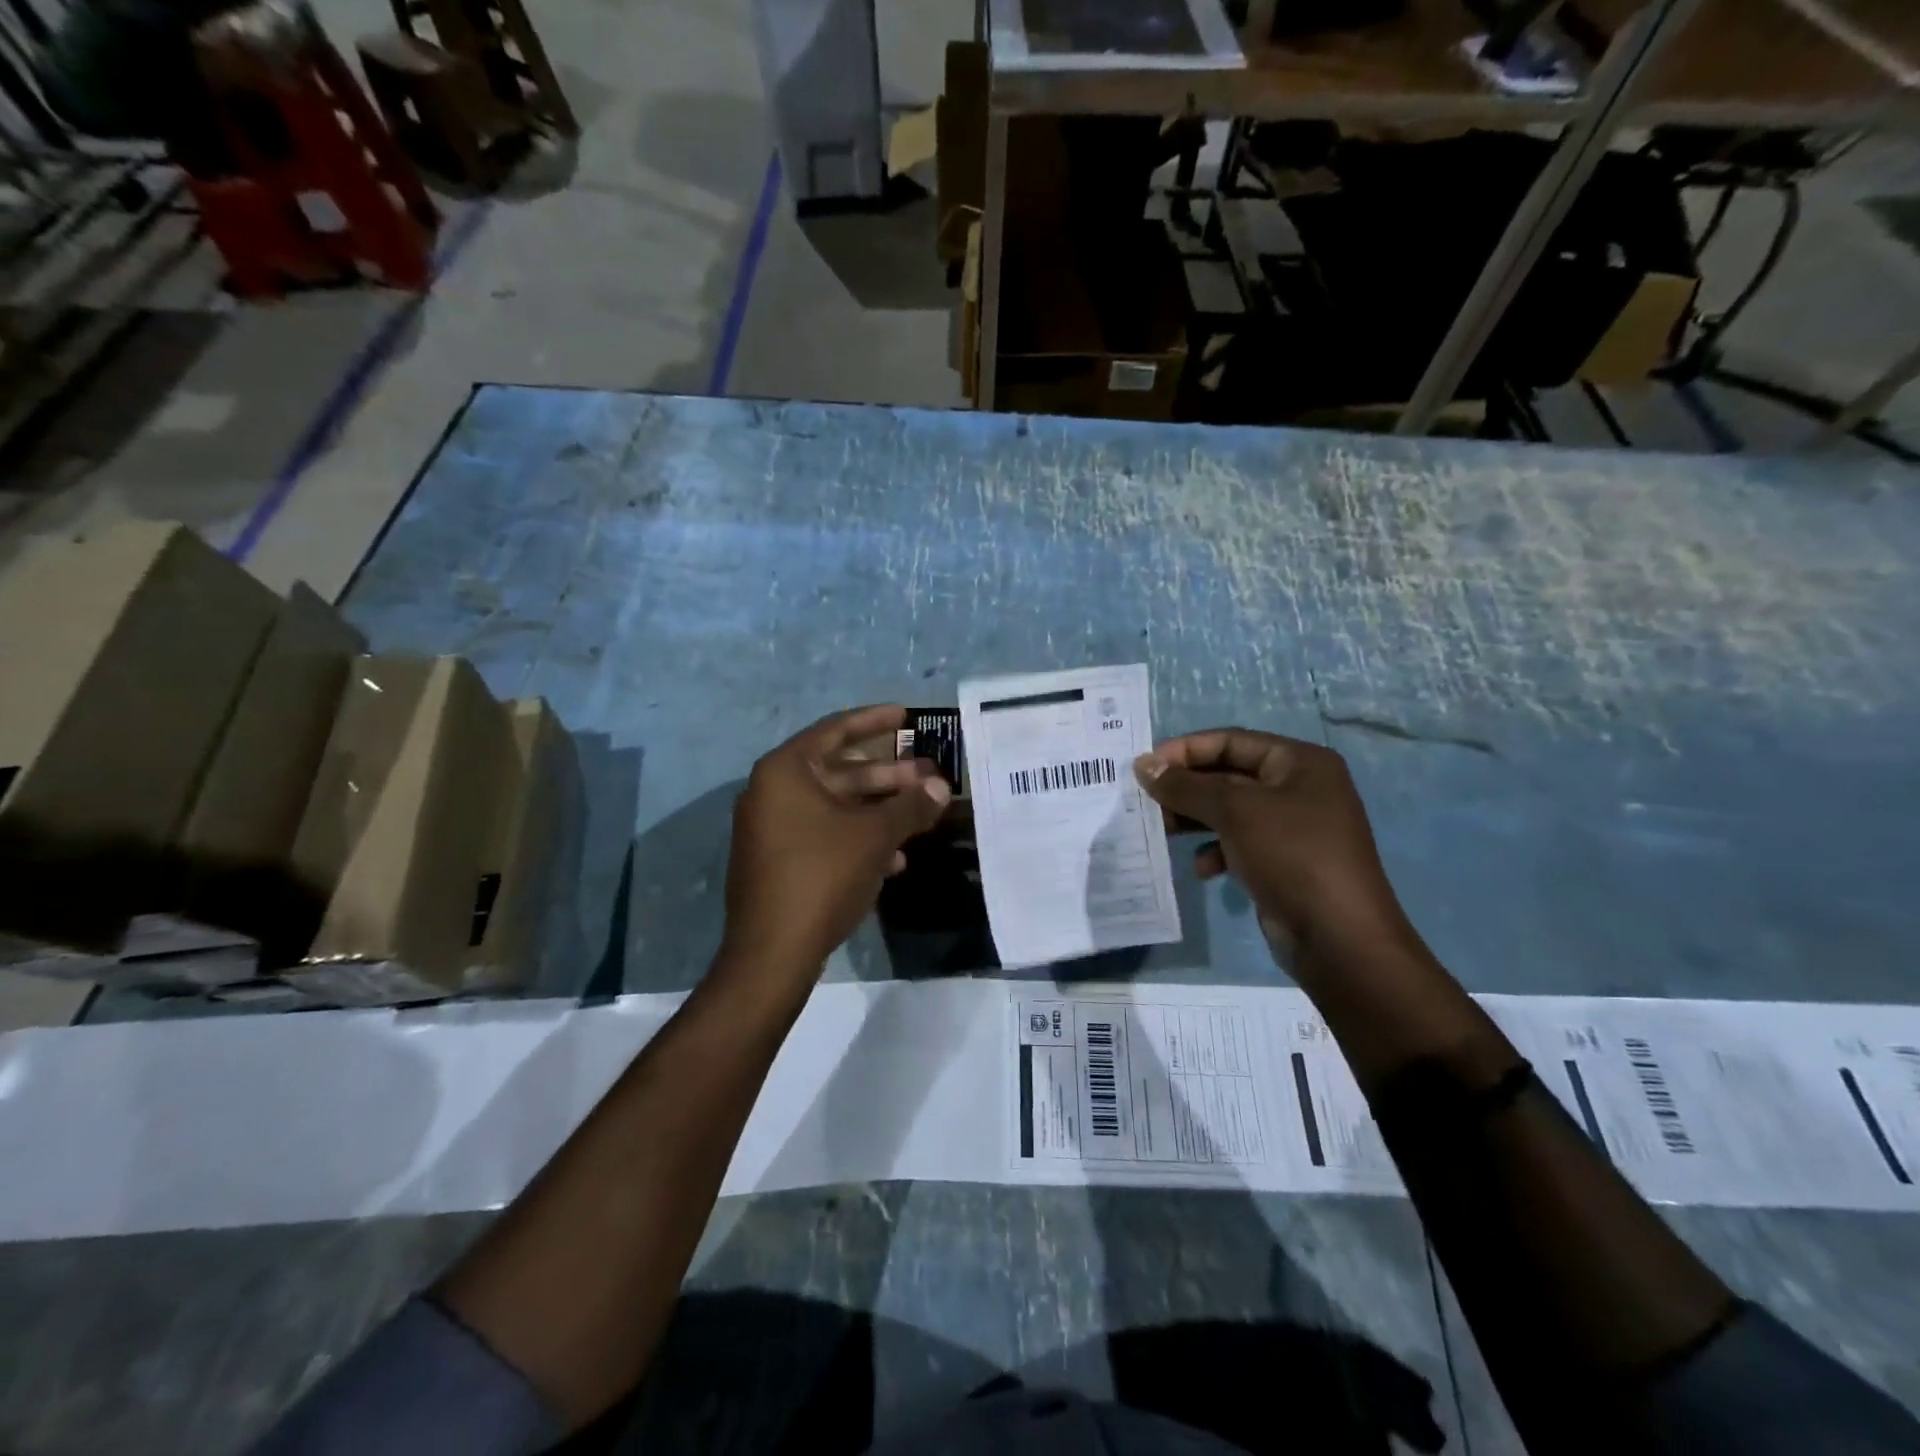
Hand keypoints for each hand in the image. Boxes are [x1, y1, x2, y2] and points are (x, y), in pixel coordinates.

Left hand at [721, 705, 950, 985]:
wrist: (772, 953)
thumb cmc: (822, 876)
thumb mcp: (875, 837)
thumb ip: (910, 807)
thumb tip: (941, 789)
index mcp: (785, 772)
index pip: (836, 730)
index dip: (875, 721)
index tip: (907, 716)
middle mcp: (772, 793)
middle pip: (840, 771)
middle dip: (888, 774)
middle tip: (930, 775)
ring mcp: (772, 829)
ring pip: (837, 806)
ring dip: (880, 809)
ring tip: (922, 815)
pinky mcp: (779, 861)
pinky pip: (825, 835)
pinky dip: (859, 838)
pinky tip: (895, 859)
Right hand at [1134, 730, 1413, 959]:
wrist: (1338, 938)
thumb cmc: (1291, 856)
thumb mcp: (1235, 811)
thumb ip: (1186, 786)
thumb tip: (1143, 765)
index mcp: (1300, 762)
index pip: (1231, 741)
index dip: (1185, 750)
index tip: (1144, 768)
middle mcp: (1299, 787)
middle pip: (1228, 775)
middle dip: (1186, 788)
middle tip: (1145, 801)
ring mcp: (1292, 827)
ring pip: (1229, 811)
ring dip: (1193, 819)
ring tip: (1162, 831)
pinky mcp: (1283, 861)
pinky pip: (1238, 843)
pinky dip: (1214, 850)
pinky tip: (1201, 869)